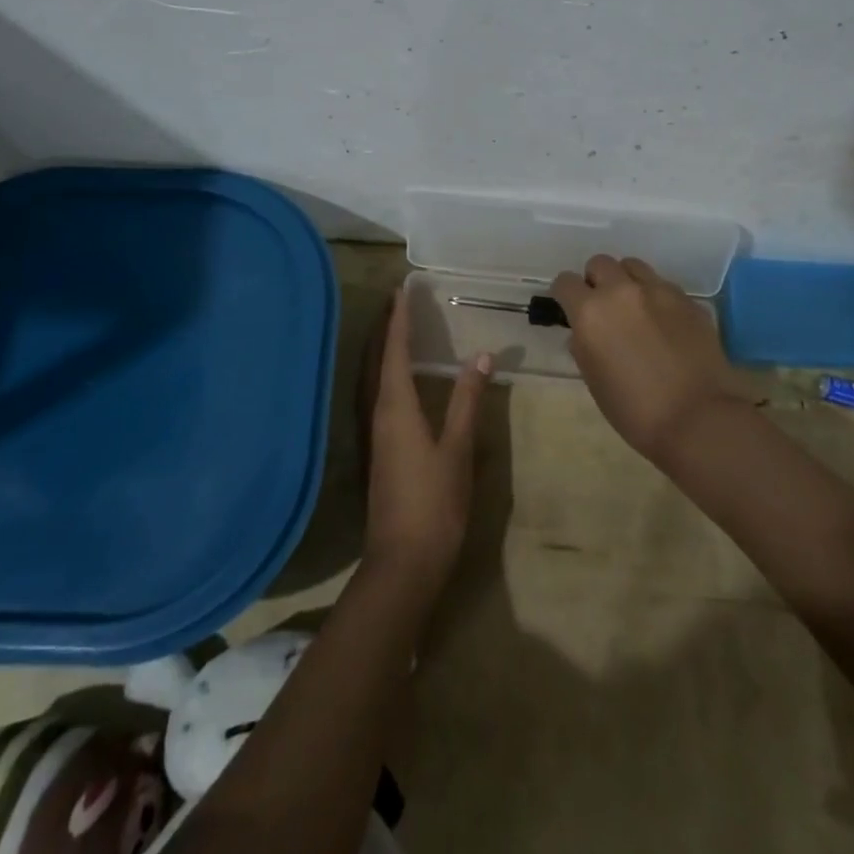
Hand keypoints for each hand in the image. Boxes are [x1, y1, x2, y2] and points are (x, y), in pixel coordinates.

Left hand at [362, 295, 491, 593]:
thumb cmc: (434, 503)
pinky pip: (377, 396)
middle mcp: (377, 413)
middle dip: (384, 328)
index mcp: (395, 407)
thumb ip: (468, 400)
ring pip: (372, 378)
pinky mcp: (378, 451)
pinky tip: (399, 381)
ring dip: (381, 350)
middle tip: (398, 301)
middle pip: (374, 360)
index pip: (393, 351)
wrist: (403, 563)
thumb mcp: (458, 449)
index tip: (403, 290)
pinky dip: (385, 374)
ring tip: (396, 329)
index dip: (399, 319)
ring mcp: (374, 434)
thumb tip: (481, 356)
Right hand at [550, 255, 741, 460]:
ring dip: (627, 281)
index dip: (564, 294)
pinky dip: (656, 297)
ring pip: (633, 266)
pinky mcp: (689, 300)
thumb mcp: (593, 380)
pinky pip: (663, 286)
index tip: (569, 308)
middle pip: (600, 263)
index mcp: (591, 312)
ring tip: (634, 309)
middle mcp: (622, 291)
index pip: (565, 282)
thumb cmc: (634, 410)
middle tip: (603, 308)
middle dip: (596, 281)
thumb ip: (583, 346)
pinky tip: (664, 324)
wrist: (698, 419)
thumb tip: (583, 333)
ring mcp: (659, 291)